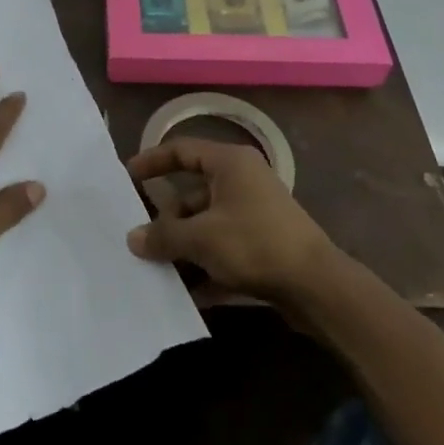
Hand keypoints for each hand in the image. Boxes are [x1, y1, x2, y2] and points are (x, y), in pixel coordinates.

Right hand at [125, 139, 335, 302]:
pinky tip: (186, 294)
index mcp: (229, 163)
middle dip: (166, 219)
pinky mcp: (263, 245)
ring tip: (155, 269)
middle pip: (192, 193)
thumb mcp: (201, 238)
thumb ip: (164, 235)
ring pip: (207, 225)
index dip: (152, 161)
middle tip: (138, 238)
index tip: (126, 177)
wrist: (317, 286)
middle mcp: (242, 181)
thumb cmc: (255, 244)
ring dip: (183, 247)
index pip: (182, 150)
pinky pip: (223, 249)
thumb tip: (133, 237)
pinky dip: (205, 267)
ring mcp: (254, 214)